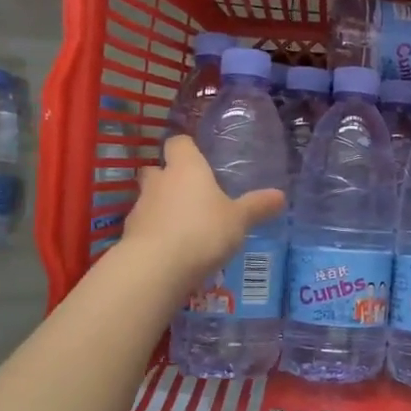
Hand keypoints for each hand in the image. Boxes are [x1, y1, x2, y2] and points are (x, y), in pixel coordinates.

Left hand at [120, 135, 284, 289]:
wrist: (156, 267)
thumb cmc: (203, 231)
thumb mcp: (239, 220)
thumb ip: (258, 206)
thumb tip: (281, 195)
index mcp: (186, 168)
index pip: (179, 143)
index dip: (187, 148)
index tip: (198, 158)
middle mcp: (159, 181)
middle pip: (157, 169)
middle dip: (170, 177)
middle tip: (191, 193)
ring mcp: (140, 207)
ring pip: (150, 198)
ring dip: (162, 206)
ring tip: (184, 225)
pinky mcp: (130, 234)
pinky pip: (145, 226)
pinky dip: (156, 232)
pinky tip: (172, 248)